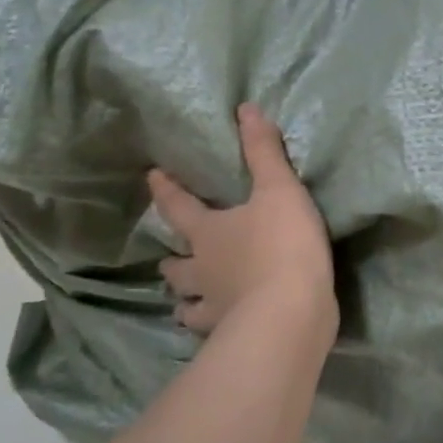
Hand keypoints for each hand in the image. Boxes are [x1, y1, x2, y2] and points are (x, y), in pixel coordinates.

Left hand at [148, 105, 336, 344]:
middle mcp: (202, 270)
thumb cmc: (282, 244)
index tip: (152, 176)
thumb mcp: (279, 190)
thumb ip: (264, 152)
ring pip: (186, 304)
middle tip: (172, 257)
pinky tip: (218, 325)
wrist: (290, 312)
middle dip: (173, 259)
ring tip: (188, 299)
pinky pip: (211, 330)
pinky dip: (210, 325)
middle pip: (177, 265)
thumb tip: (246, 108)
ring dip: (185, 299)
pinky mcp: (230, 333)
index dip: (166, 190)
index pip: (178, 207)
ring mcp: (213, 306)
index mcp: (209, 232)